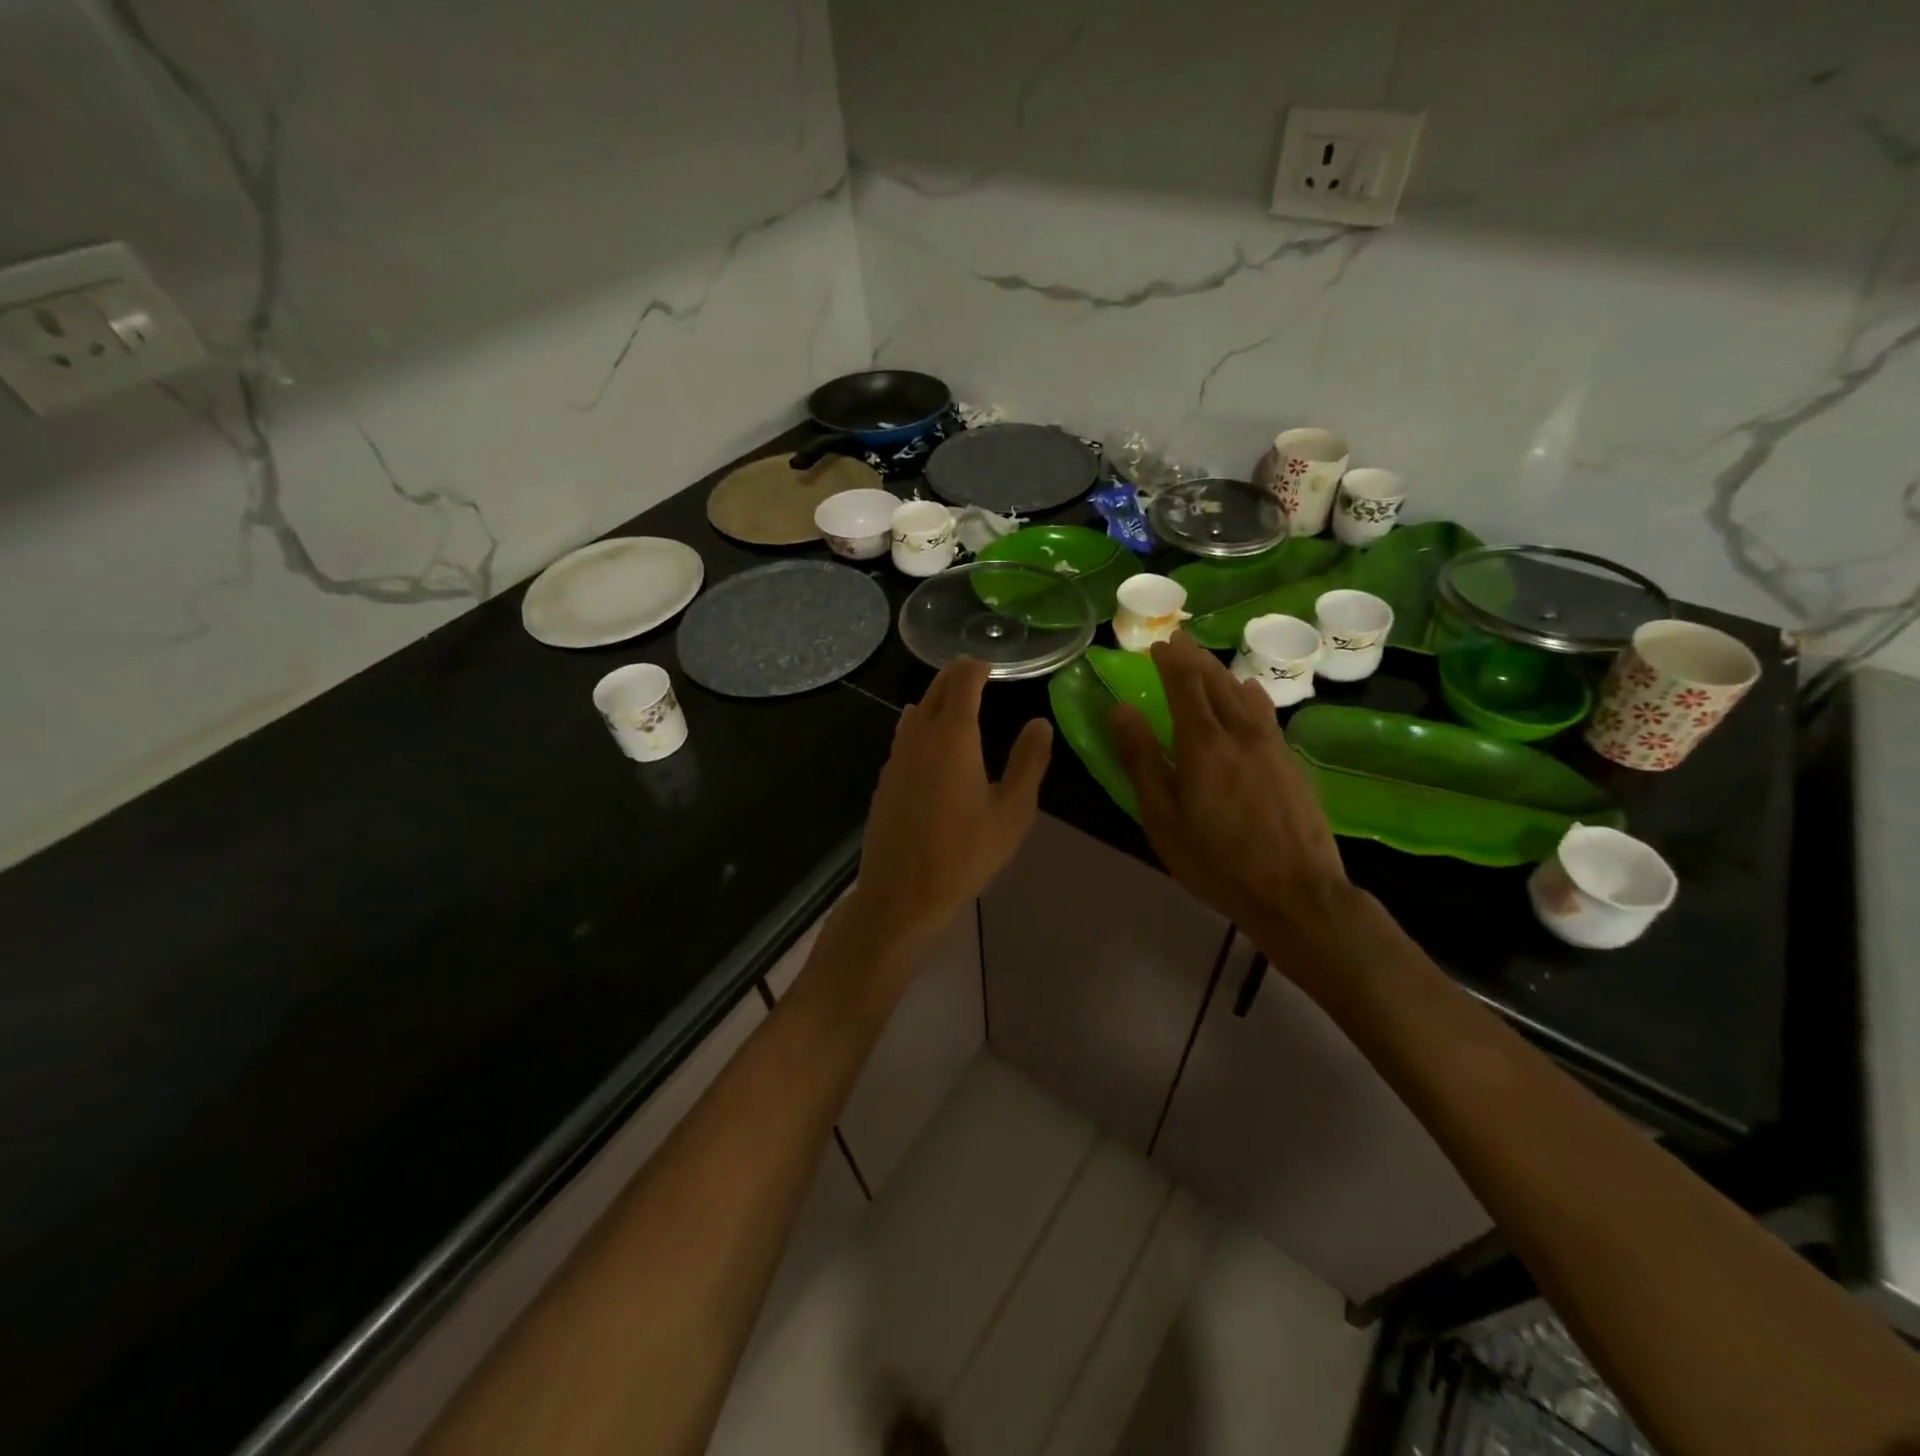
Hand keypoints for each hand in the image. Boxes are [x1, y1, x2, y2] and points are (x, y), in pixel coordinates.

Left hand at [844, 658, 1051, 964]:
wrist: (901, 895)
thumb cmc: (964, 854)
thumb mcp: (1012, 812)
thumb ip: (1029, 762)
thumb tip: (1040, 724)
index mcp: (952, 737)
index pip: (962, 682)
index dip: (977, 668)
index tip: (991, 664)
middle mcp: (919, 737)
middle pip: (935, 691)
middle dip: (955, 677)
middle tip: (975, 673)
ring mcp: (896, 758)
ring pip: (916, 713)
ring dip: (935, 700)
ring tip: (956, 704)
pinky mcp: (885, 780)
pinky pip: (904, 737)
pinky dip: (921, 726)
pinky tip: (932, 746)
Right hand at [1110, 634, 1352, 944]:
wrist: (1296, 893)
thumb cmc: (1216, 861)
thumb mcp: (1163, 817)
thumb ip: (1141, 760)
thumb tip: (1121, 710)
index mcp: (1203, 744)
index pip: (1185, 684)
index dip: (1170, 660)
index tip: (1157, 643)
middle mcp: (1240, 733)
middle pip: (1217, 681)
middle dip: (1195, 656)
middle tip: (1179, 639)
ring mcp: (1272, 746)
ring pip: (1245, 693)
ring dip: (1222, 672)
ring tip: (1207, 662)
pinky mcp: (1292, 763)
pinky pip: (1266, 713)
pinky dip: (1249, 694)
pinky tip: (1249, 695)